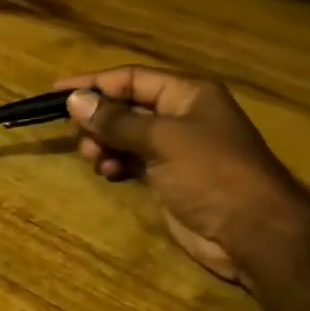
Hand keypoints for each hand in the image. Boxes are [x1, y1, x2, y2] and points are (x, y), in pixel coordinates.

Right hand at [57, 66, 309, 285]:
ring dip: (105, 144)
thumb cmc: (212, 173)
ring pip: (126, 135)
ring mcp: (176, 148)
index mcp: (187, 93)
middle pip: (126, 106)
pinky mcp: (170, 177)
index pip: (131, 78)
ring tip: (96, 160)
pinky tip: (109, 173)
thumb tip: (74, 100)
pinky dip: (116, 163)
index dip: (93, 83)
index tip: (56, 93)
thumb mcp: (162, 140)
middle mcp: (181, 115)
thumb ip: (116, 120)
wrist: (254, 232)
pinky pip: (132, 160)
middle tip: (81, 139)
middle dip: (99, 120)